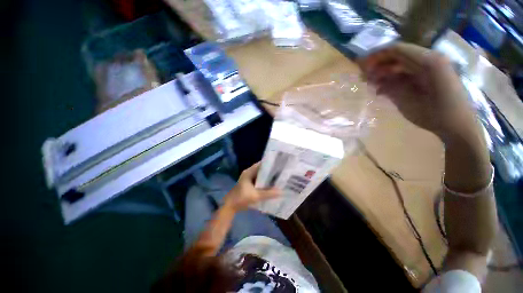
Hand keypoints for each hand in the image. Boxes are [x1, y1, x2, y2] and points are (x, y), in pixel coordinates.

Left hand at [224, 162, 280, 211]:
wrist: (230, 206)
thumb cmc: (241, 198)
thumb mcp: (256, 196)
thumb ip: (268, 193)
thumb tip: (281, 191)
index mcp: (249, 172)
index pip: (261, 164)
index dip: (269, 164)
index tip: (278, 164)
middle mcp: (249, 173)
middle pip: (261, 169)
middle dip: (270, 171)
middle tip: (280, 172)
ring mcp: (248, 178)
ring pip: (260, 175)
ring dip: (267, 177)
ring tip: (278, 177)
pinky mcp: (248, 184)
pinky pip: (258, 180)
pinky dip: (264, 182)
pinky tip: (270, 185)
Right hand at [358, 43, 476, 141]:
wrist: (459, 125)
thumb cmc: (436, 115)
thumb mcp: (409, 102)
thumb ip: (391, 87)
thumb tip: (373, 78)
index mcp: (428, 62)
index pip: (397, 49)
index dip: (377, 55)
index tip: (362, 66)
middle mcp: (430, 59)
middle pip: (398, 55)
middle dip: (379, 64)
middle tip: (364, 77)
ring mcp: (431, 67)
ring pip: (401, 64)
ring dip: (385, 72)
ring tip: (371, 84)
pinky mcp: (430, 76)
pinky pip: (407, 72)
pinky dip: (393, 78)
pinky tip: (383, 89)